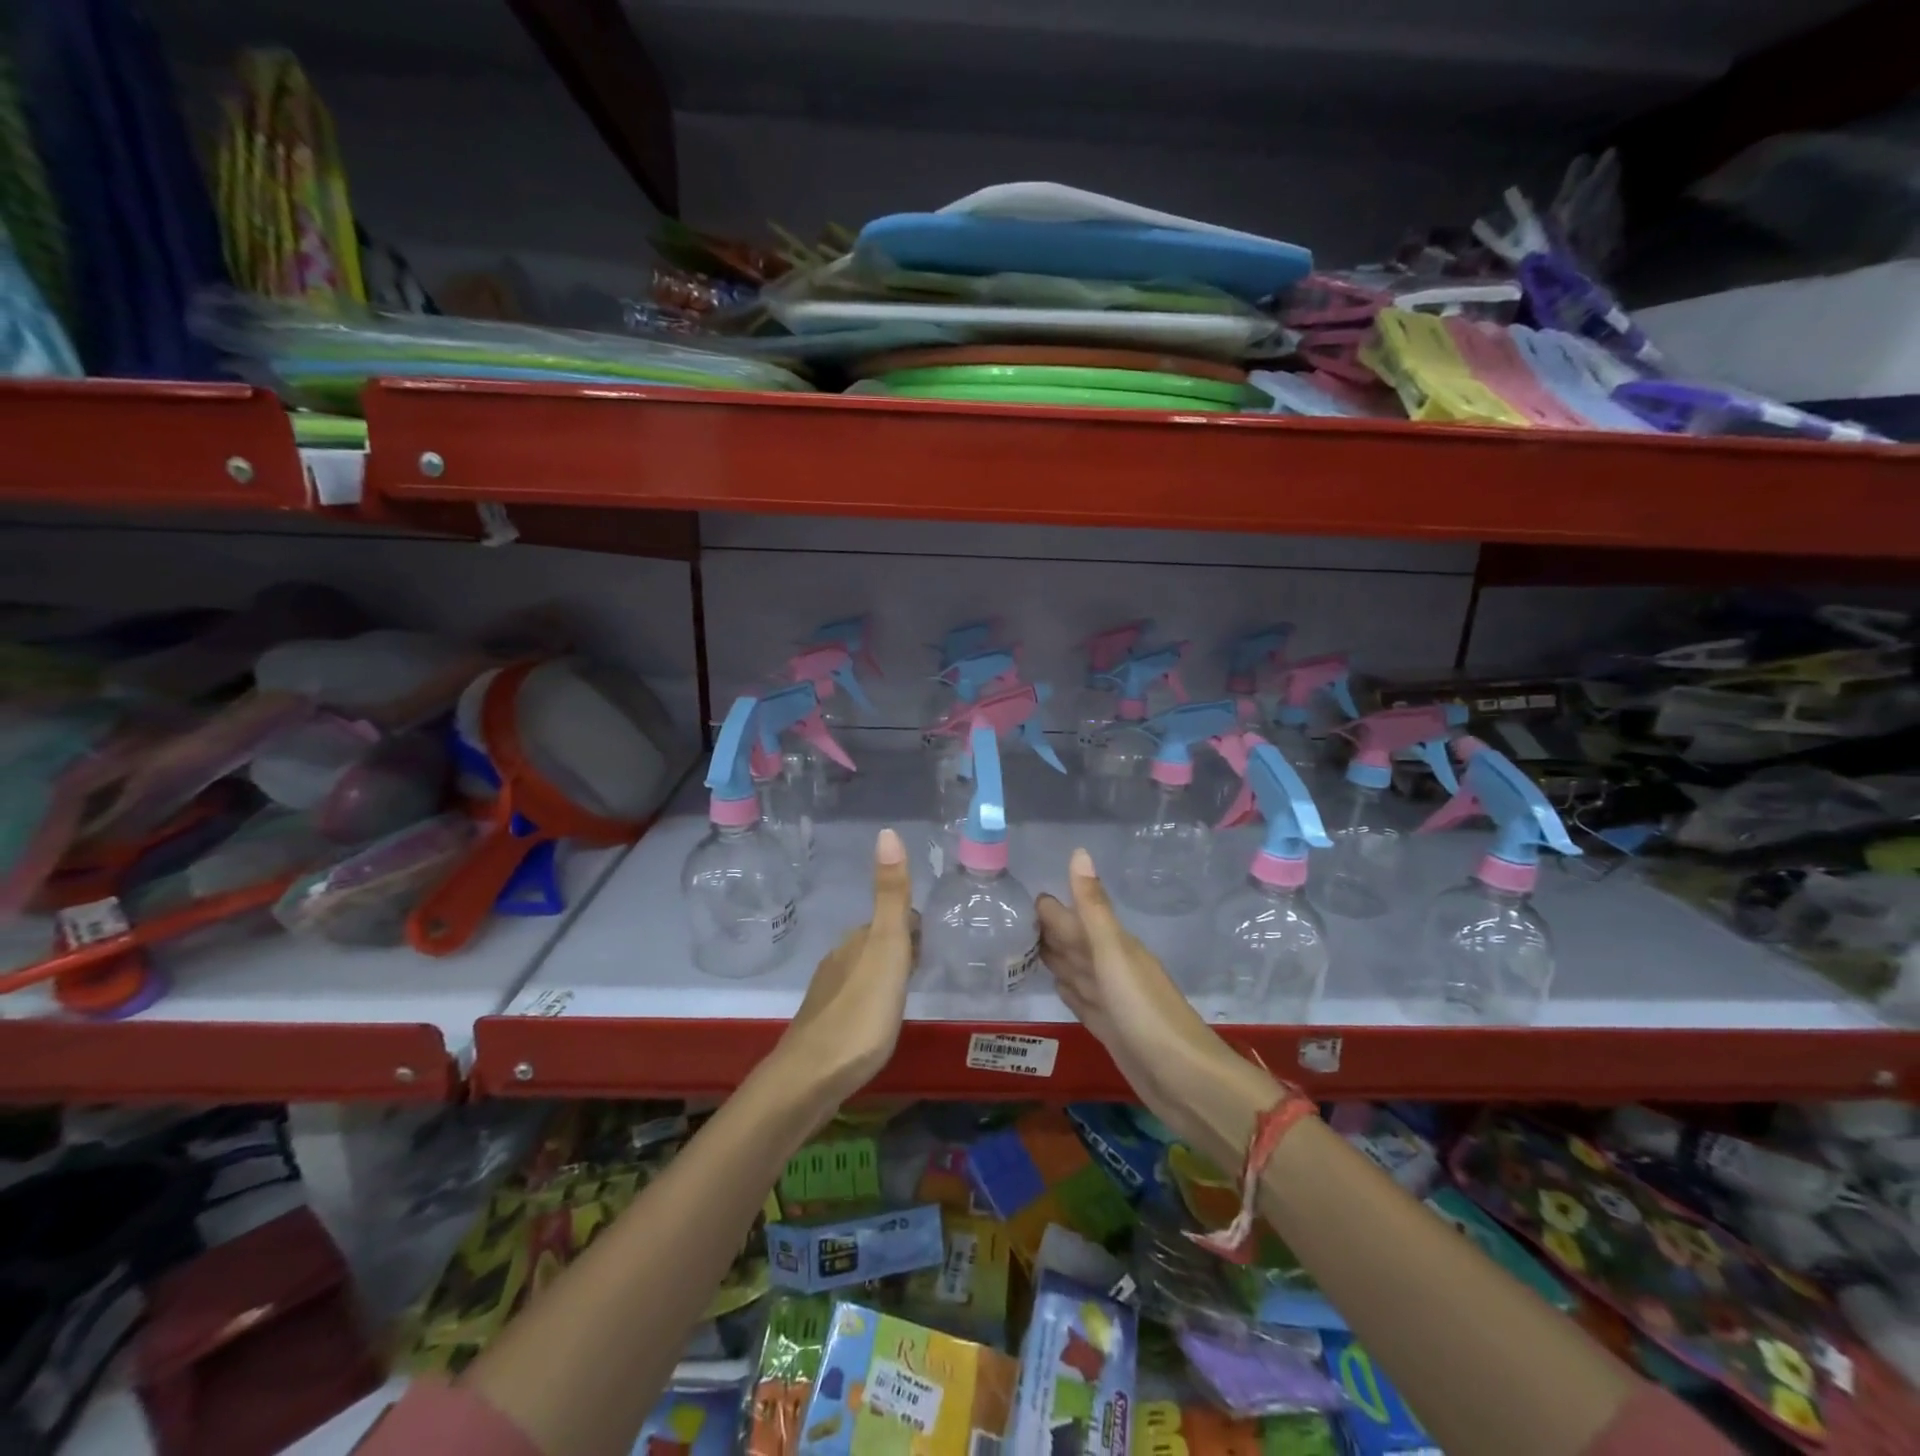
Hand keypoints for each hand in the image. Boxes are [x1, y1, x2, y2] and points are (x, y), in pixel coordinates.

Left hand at [772, 828, 917, 1107]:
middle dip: (901, 949)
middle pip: (876, 944)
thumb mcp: (887, 950)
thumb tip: (887, 831)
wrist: (810, 1078)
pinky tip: (878, 1022)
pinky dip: (870, 1001)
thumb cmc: (860, 1013)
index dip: (914, 927)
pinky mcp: (823, 1026)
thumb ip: (891, 896)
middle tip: (927, 966)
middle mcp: (839, 960)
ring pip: (863, 971)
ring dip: (885, 975)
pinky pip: (854, 1000)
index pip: (892, 919)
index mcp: (857, 941)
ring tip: (907, 994)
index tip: (933, 941)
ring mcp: (828, 994)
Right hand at [1038, 848, 1277, 1170]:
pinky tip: (1057, 987)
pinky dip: (1068, 991)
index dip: (1050, 909)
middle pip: (1074, 944)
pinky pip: (1082, 1001)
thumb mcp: (1114, 953)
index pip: (1074, 920)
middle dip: (1048, 931)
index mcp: (1114, 947)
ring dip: (1055, 959)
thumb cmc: (1145, 1011)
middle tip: (1013, 920)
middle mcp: (1113, 969)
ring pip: (1077, 971)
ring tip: (1026, 949)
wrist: (1184, 1079)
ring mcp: (1113, 1001)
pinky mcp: (1111, 1030)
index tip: (1020, 897)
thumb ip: (1093, 907)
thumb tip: (1078, 852)